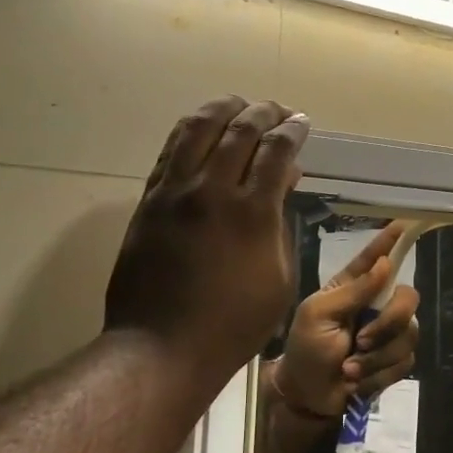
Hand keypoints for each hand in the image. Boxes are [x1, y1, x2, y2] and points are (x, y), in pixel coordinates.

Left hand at [103, 96, 309, 391]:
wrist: (162, 347)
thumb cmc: (235, 323)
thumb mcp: (279, 278)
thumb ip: (281, 223)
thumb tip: (284, 181)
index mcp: (252, 213)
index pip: (276, 150)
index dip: (293, 130)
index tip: (302, 123)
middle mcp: (212, 191)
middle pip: (240, 129)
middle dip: (265, 112)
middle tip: (279, 111)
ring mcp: (175, 192)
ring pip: (199, 128)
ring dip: (224, 108)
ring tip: (240, 105)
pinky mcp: (149, 200)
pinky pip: (171, 150)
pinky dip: (191, 130)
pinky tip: (204, 127)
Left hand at [268, 223, 420, 418]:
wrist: (308, 395)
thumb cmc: (305, 348)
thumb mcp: (319, 314)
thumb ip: (353, 290)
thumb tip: (386, 264)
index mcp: (352, 287)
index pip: (375, 258)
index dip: (390, 241)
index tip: (405, 223)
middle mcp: (375, 305)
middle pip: (408, 298)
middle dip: (388, 322)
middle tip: (360, 341)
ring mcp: (387, 333)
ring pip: (408, 334)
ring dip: (376, 357)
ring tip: (348, 369)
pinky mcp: (394, 360)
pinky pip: (405, 361)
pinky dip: (378, 374)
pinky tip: (357, 381)